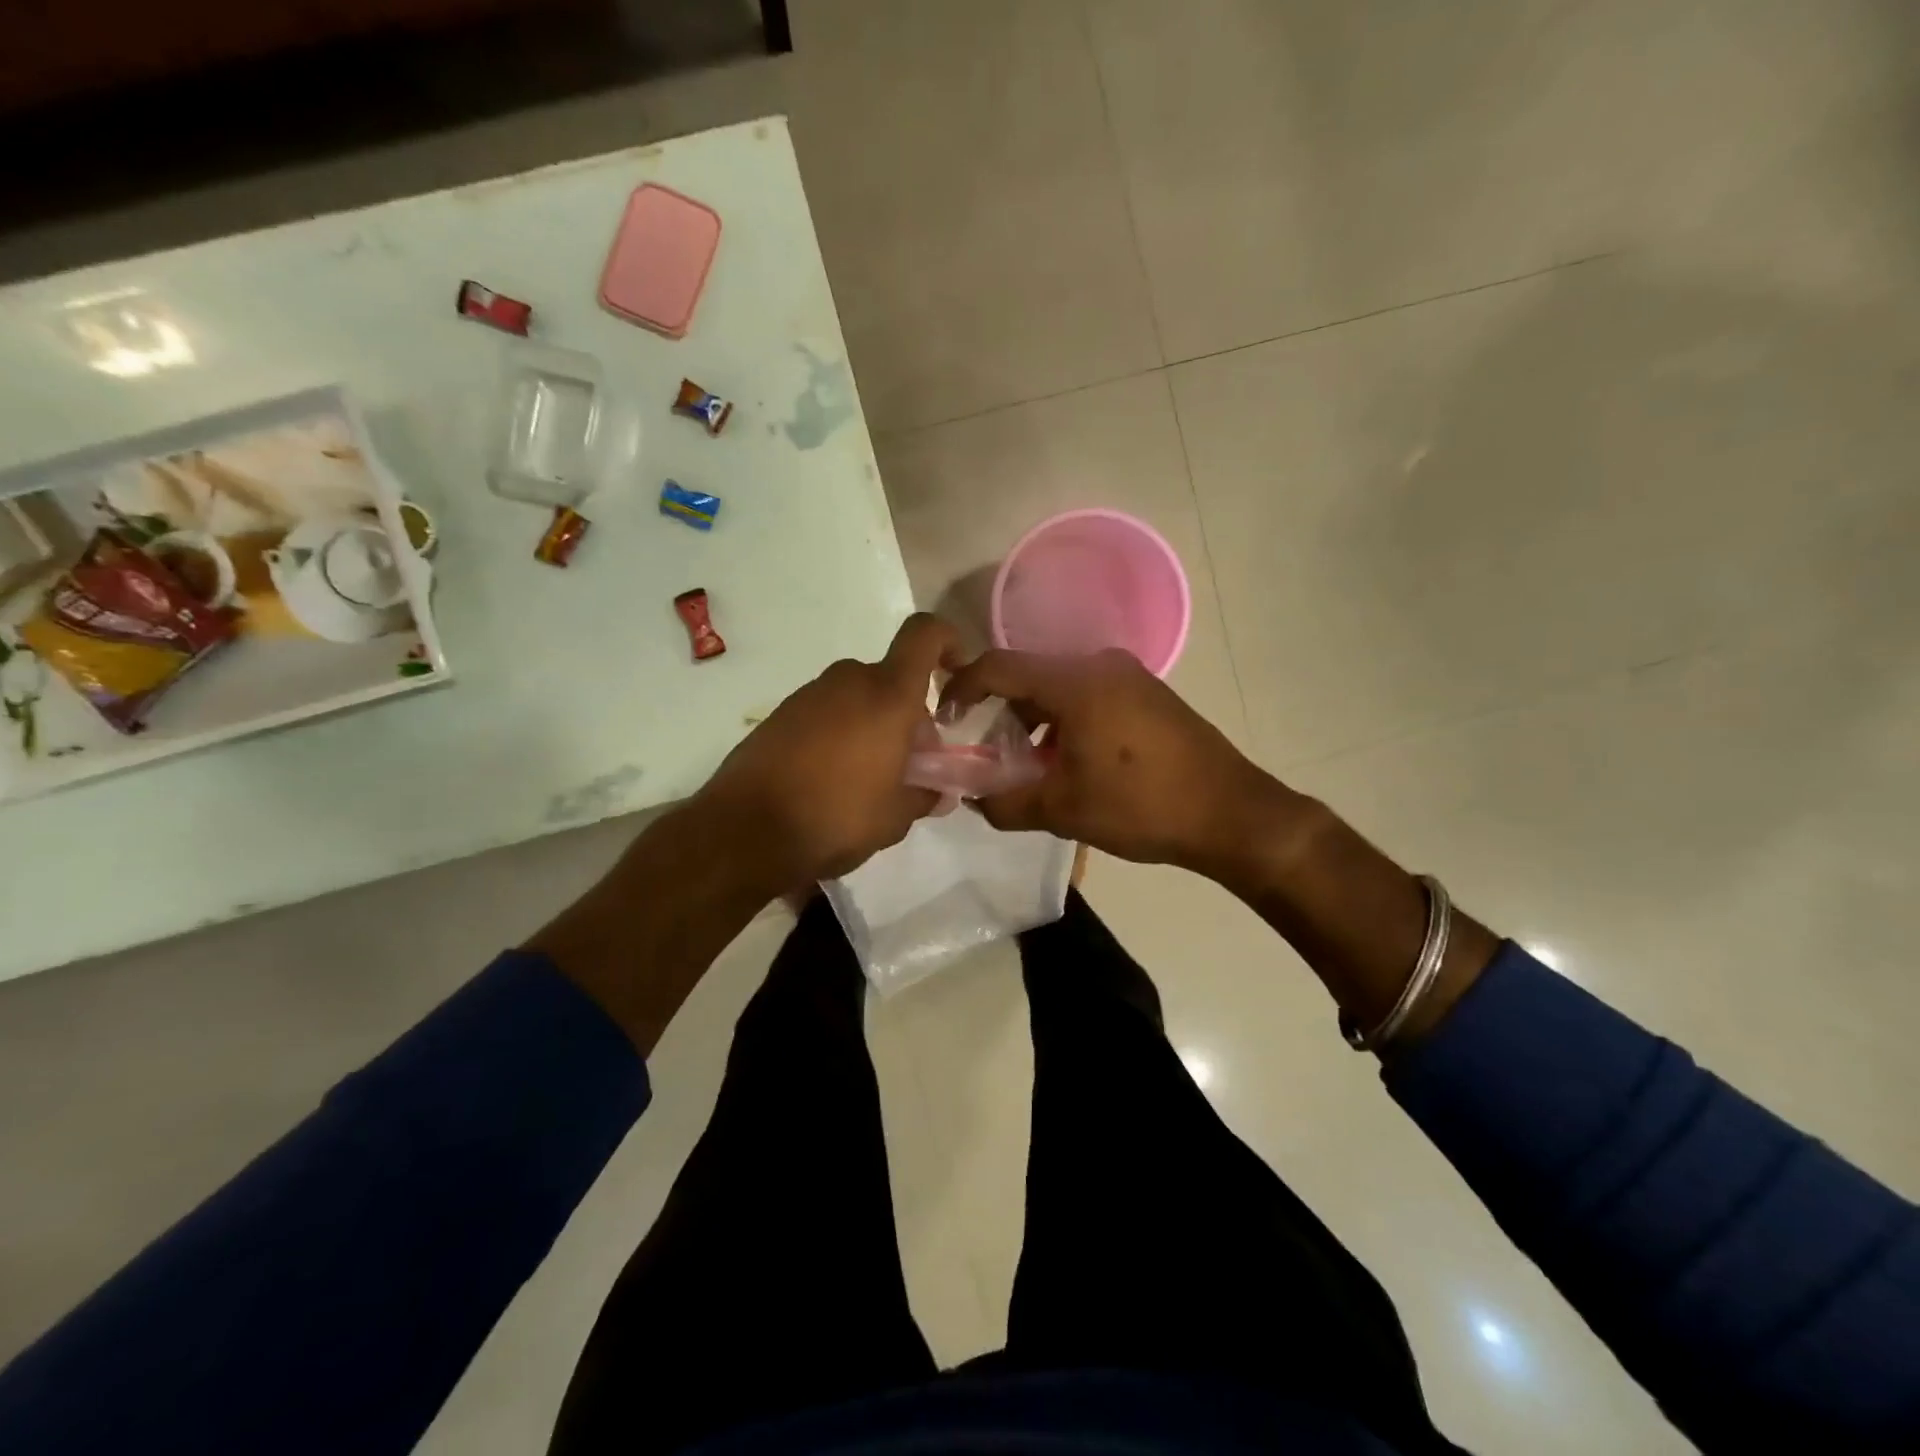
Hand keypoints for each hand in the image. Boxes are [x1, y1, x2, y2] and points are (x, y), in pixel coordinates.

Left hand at [695, 613, 960, 888]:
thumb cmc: (836, 817)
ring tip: (868, 779)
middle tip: (909, 762)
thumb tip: (937, 792)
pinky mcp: (779, 714)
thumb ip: (924, 796)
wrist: (745, 831)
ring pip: (857, 698)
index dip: (948, 641)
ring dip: (872, 726)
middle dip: (908, 713)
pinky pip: (825, 713)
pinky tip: (830, 780)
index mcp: (888, 696)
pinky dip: (839, 734)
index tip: (956, 673)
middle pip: (892, 679)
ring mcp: (809, 695)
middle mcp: (848, 681)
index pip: (925, 635)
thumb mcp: (895, 818)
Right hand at [939, 648, 1294, 877]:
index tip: (945, 719)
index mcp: (1076, 682)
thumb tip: (974, 800)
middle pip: (1029, 675)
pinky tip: (1070, 760)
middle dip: (1000, 712)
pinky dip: (1064, 720)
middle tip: (988, 753)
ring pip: (1059, 687)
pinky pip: (1088, 695)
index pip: (999, 667)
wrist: (1231, 813)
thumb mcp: (1063, 810)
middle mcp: (1100, 664)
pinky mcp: (1147, 693)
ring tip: (1029, 765)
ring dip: (1034, 720)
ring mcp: (1128, 676)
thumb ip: (1005, 803)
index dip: (962, 688)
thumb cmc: (1142, 806)